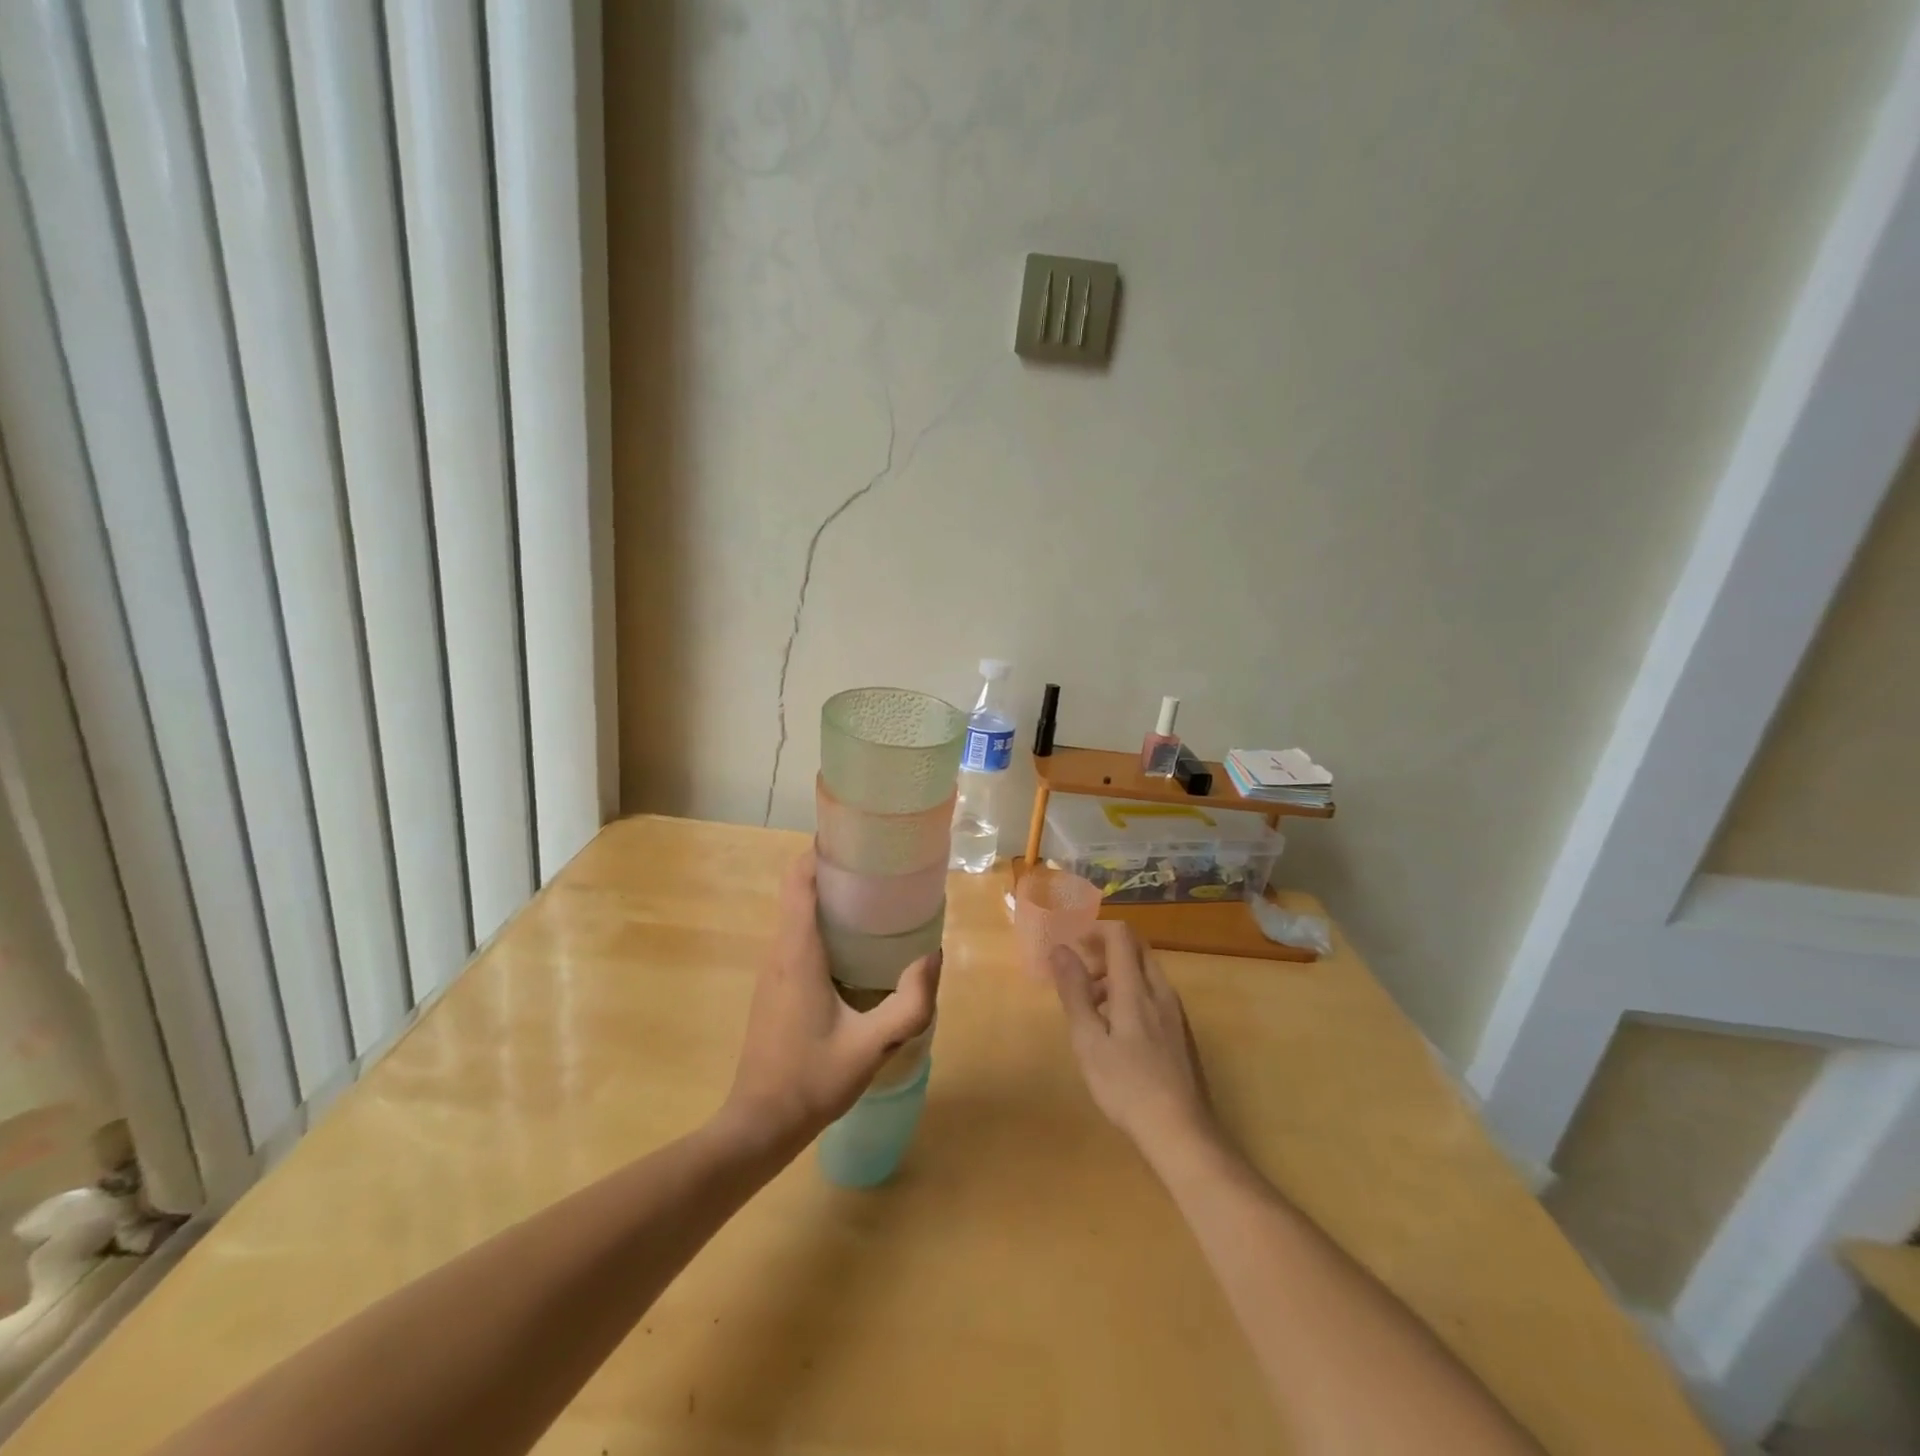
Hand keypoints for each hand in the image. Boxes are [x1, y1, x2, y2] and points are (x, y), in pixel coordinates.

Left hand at [719, 849, 939, 1156]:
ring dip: (829, 901)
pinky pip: (796, 939)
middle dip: (835, 873)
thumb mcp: (872, 1044)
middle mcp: (779, 952)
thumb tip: (933, 956)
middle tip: (880, 871)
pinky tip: (856, 950)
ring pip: (797, 916)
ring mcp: (772, 972)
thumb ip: (910, 1003)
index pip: (799, 880)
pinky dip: (823, 927)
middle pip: (799, 891)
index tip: (857, 842)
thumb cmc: (812, 1080)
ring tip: (874, 903)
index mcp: (798, 952)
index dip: (821, 852)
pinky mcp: (773, 990)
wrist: (760, 1125)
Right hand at [1050, 923, 1219, 1166]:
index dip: (1095, 930)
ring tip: (1090, 1007)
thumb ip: (1074, 992)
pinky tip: (1115, 1030)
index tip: (1072, 945)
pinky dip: (1130, 994)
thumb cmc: (1127, 1085)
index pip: (1121, 935)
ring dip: (1115, 975)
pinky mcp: (1180, 1032)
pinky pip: (1153, 994)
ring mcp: (1175, 1012)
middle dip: (1104, 951)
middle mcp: (1160, 991)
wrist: (1181, 1132)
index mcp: (1136, 988)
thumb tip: (1060, 949)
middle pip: (1135, 949)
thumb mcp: (1088, 1040)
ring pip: (1145, 973)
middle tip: (1077, 974)